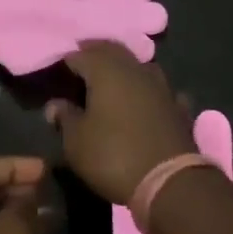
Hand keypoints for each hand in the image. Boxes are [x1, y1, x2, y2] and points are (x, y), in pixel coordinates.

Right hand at [47, 41, 195, 205]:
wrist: (169, 182)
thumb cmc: (113, 156)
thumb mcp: (76, 141)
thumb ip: (65, 117)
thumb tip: (55, 104)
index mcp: (106, 70)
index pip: (81, 55)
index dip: (68, 60)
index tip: (58, 69)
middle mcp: (134, 69)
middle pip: (112, 51)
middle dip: (96, 53)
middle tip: (82, 60)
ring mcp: (160, 86)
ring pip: (138, 65)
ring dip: (123, 67)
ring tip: (110, 77)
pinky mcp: (177, 106)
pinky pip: (158, 89)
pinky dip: (148, 90)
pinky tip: (146, 98)